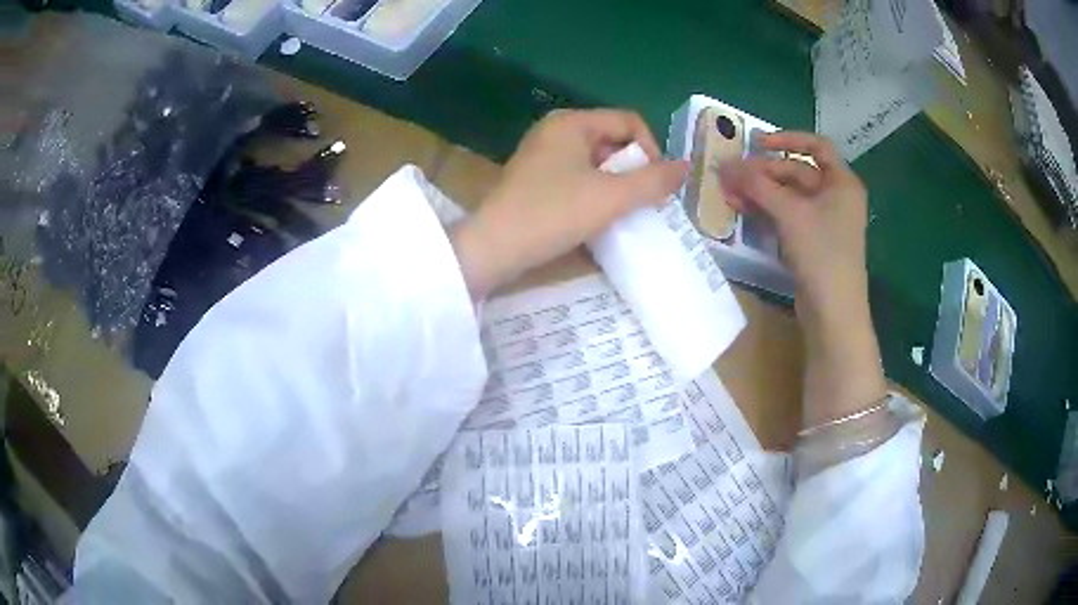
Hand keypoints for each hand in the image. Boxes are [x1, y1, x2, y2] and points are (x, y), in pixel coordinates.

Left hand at [451, 109, 687, 299]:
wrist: (493, 247)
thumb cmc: (553, 214)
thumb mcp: (611, 197)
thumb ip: (653, 181)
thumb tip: (685, 168)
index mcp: (572, 123)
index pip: (629, 122)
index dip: (650, 150)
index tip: (653, 186)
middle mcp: (556, 131)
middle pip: (613, 140)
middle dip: (633, 170)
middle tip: (638, 203)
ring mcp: (542, 154)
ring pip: (596, 161)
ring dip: (615, 185)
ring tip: (619, 213)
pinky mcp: (535, 178)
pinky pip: (577, 176)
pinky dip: (594, 192)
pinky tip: (595, 217)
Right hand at [719, 131, 868, 314]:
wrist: (833, 312)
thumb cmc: (822, 253)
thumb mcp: (790, 213)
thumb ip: (758, 185)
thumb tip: (725, 164)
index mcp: (842, 182)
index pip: (816, 146)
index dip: (787, 139)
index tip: (757, 144)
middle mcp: (835, 197)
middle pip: (796, 172)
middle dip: (763, 172)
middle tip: (732, 175)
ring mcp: (823, 221)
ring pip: (788, 195)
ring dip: (759, 192)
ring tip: (728, 192)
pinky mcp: (811, 242)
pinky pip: (786, 216)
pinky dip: (766, 211)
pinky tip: (741, 209)